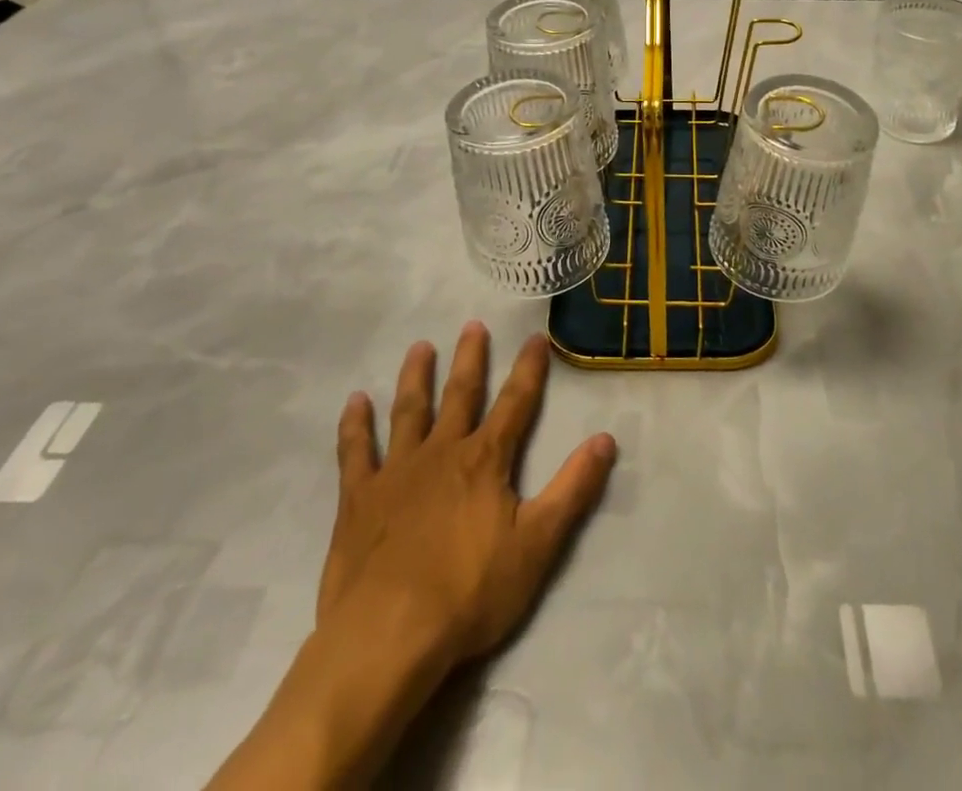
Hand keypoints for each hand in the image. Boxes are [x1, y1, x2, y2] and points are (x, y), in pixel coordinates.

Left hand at [206, 326, 614, 790]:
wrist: (388, 637)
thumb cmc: (469, 593)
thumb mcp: (537, 544)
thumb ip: (573, 488)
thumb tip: (606, 439)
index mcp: (485, 461)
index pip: (516, 404)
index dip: (529, 370)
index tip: (536, 337)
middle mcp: (442, 452)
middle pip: (460, 395)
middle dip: (470, 359)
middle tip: (472, 325)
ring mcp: (396, 472)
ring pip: (409, 411)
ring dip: (416, 377)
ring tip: (420, 347)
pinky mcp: (358, 499)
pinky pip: (355, 452)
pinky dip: (355, 425)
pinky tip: (355, 402)